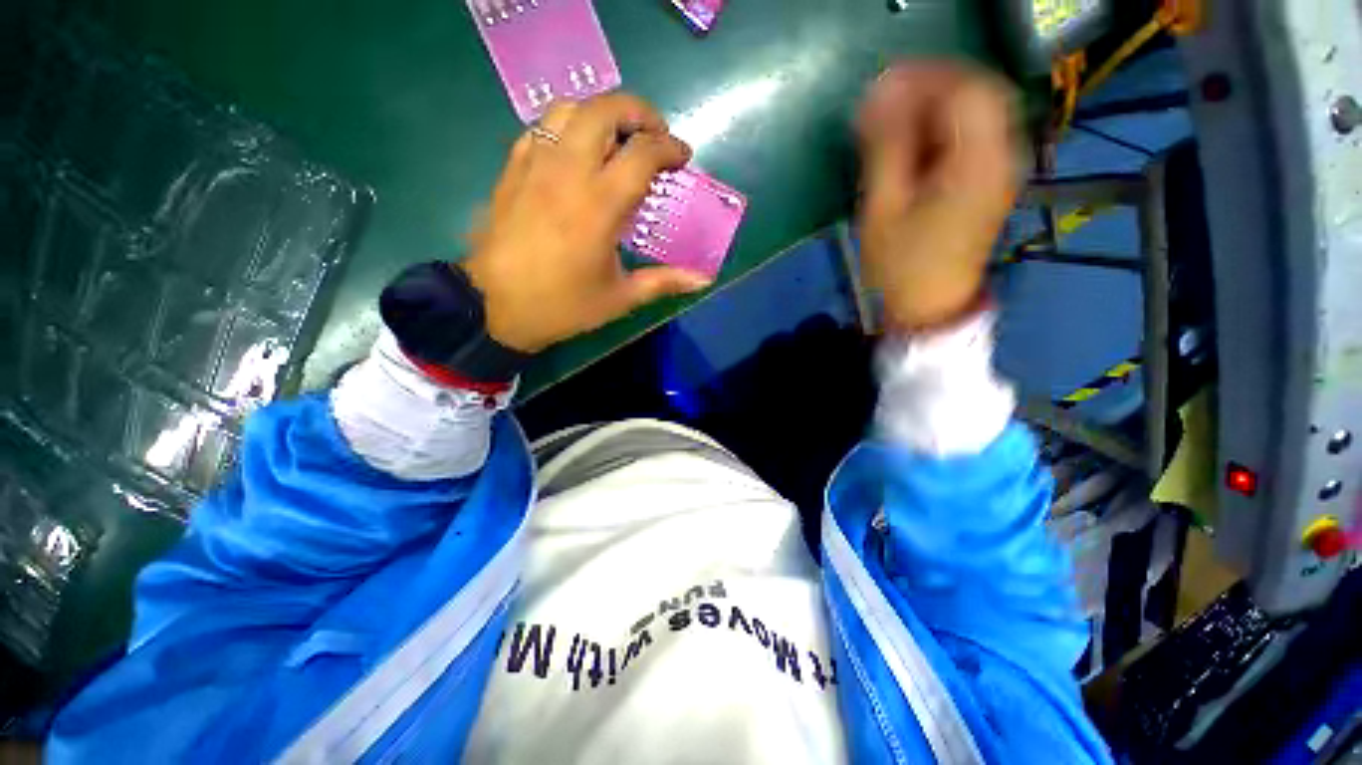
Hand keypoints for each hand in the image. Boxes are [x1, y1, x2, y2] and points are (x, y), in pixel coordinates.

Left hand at [461, 94, 711, 352]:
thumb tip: (704, 280)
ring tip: (617, 137)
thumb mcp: (620, 298)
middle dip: (638, 112)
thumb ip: (664, 282)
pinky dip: (567, 126)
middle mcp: (568, 173)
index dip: (669, 147)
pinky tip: (576, 151)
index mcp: (599, 206)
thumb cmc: (563, 306)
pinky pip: (541, 128)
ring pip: (569, 109)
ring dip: (600, 113)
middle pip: (604, 110)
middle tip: (654, 134)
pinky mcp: (512, 170)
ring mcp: (535, 166)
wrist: (494, 307)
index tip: (682, 156)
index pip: (642, 153)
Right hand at [857, 62, 1018, 329]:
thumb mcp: (883, 208)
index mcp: (978, 161)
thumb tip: (878, 94)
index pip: (964, 89)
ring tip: (894, 126)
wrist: (930, 305)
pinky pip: (975, 134)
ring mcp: (1002, 166)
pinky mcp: (993, 179)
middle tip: (885, 106)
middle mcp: (1003, 154)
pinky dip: (944, 129)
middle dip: (929, 89)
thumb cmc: (901, 264)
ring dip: (935, 108)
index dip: (922, 78)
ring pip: (977, 110)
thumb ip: (885, 147)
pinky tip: (915, 145)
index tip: (880, 90)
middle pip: (977, 92)